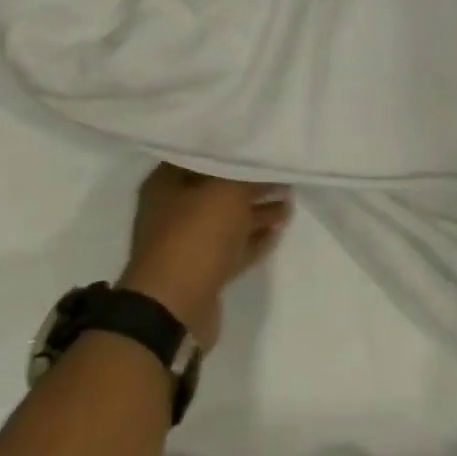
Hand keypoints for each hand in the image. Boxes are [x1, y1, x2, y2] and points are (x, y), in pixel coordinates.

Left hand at [119, 164, 290, 351]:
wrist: (174, 309)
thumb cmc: (196, 236)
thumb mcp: (227, 191)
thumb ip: (248, 176)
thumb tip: (266, 168)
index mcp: (166, 184)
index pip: (202, 154)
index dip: (233, 150)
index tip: (262, 146)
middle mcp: (172, 211)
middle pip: (218, 190)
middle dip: (251, 184)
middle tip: (284, 176)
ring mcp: (186, 244)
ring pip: (228, 221)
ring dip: (258, 213)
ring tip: (290, 202)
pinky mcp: (201, 272)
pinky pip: (232, 248)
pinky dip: (254, 240)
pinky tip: (278, 232)